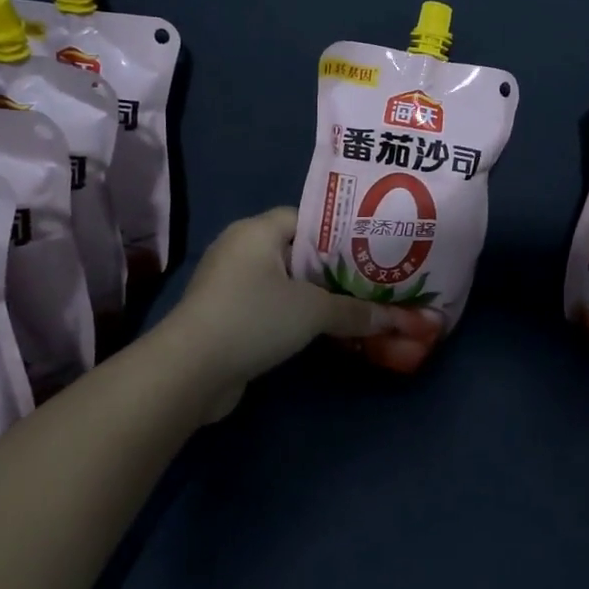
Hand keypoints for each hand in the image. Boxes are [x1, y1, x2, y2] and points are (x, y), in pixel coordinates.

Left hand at [158, 208, 397, 420]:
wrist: (191, 370)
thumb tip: (397, 319)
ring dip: (312, 295)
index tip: (369, 249)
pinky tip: (320, 329)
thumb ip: (355, 311)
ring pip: (282, 281)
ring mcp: (228, 283)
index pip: (305, 218)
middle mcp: (240, 249)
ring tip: (353, 305)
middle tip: (369, 279)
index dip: (338, 232)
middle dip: (331, 267)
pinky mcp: (224, 314)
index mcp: (257, 230)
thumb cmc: (255, 318)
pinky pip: (268, 305)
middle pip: (296, 250)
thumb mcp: (313, 311)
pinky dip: (292, 314)